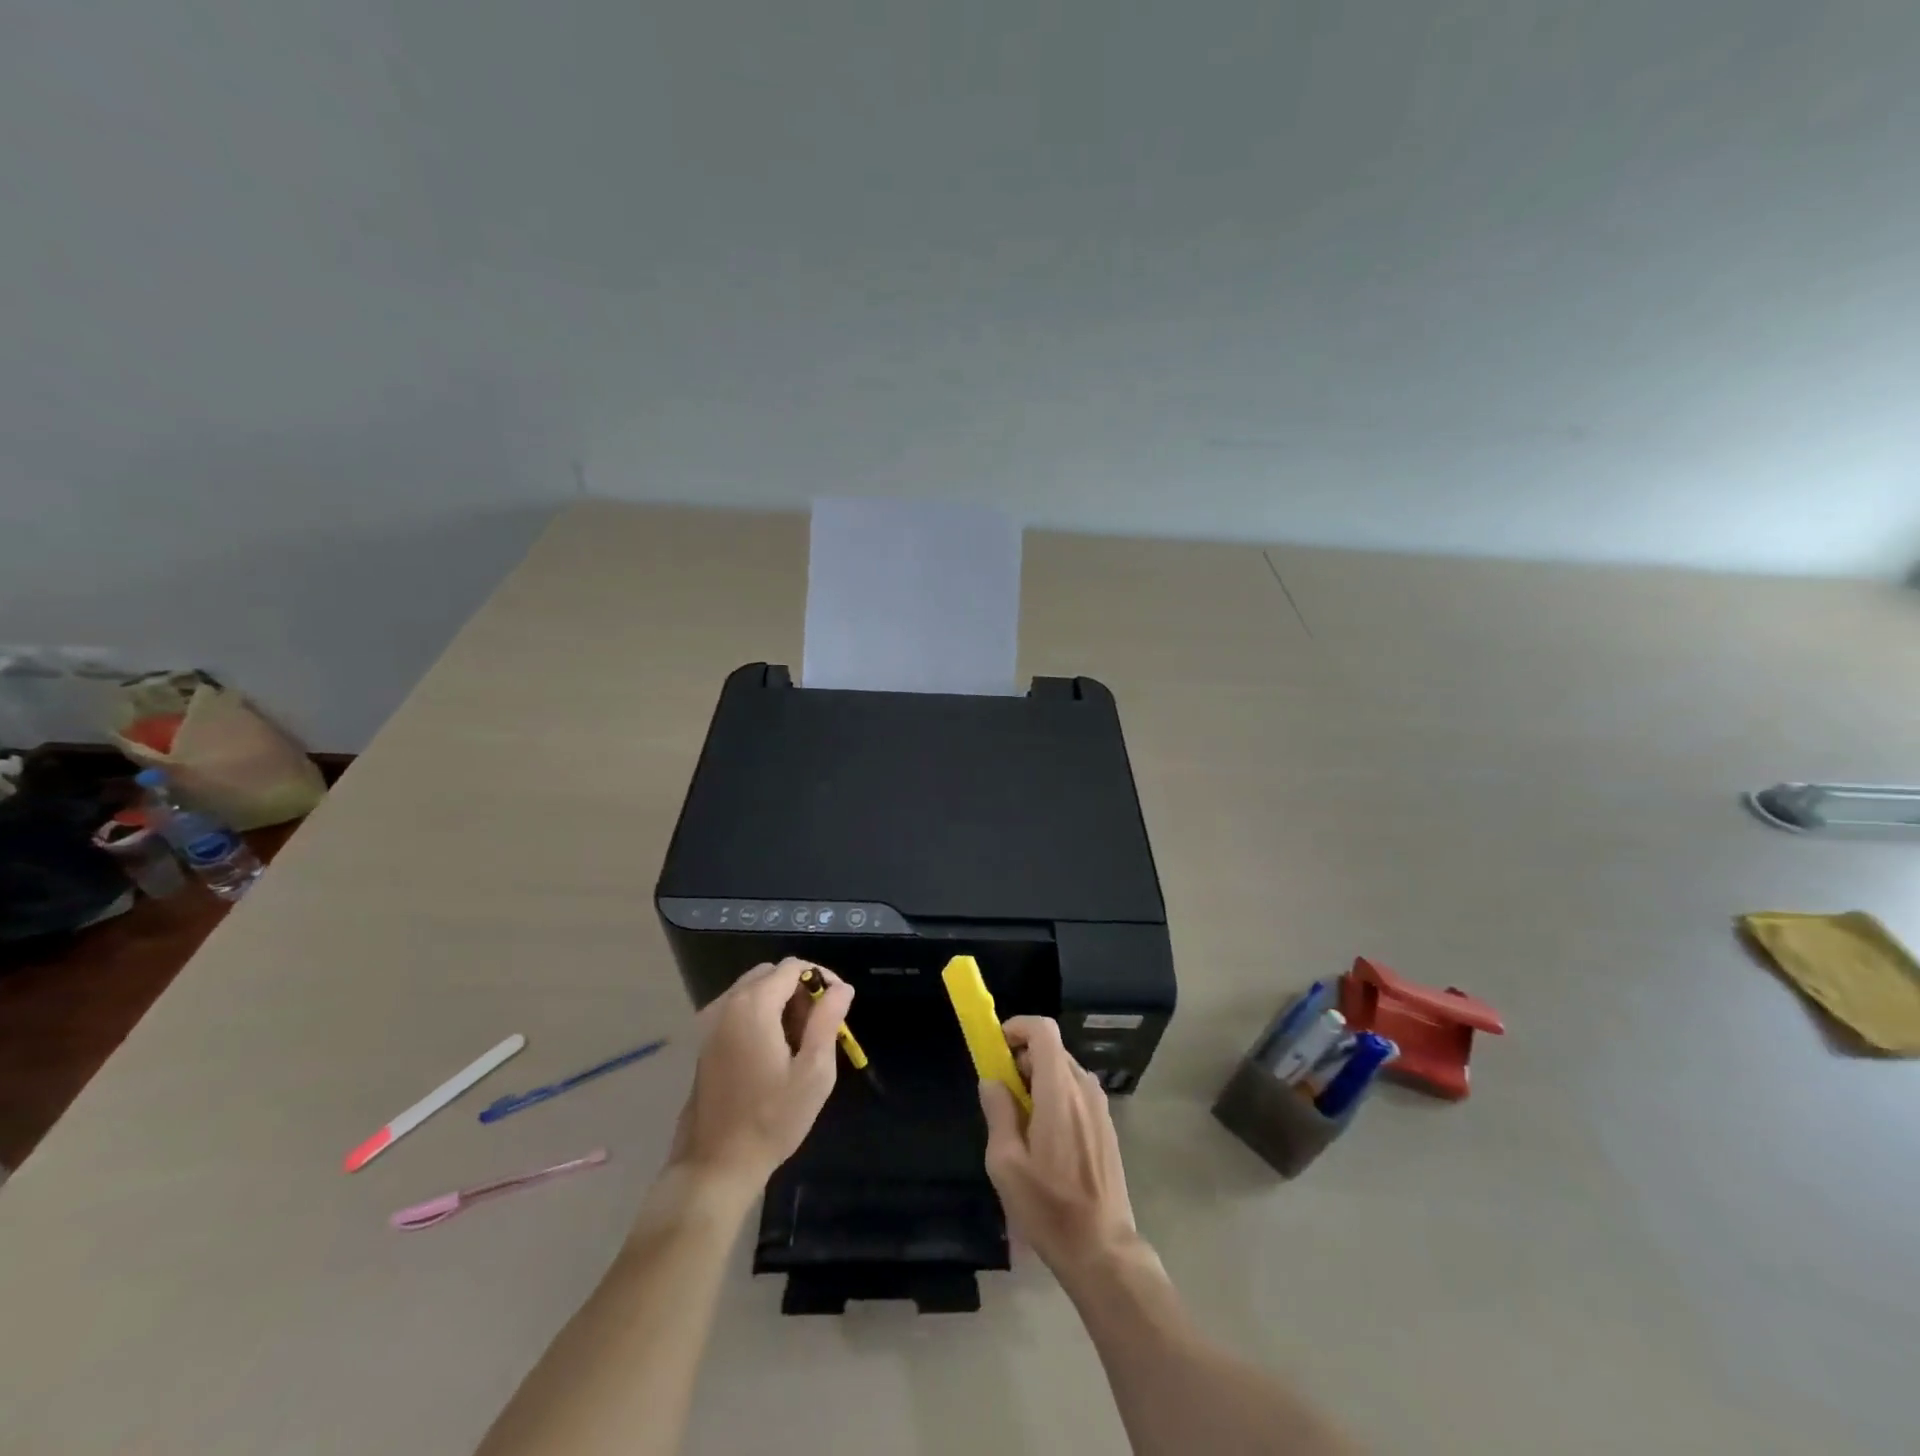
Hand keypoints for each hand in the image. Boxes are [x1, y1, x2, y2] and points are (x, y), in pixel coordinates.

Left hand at [667, 958, 853, 1195]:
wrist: (715, 1164)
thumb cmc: (771, 1119)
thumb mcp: (814, 1072)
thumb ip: (828, 1021)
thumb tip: (841, 988)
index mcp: (753, 1006)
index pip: (792, 967)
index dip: (821, 977)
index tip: (839, 1004)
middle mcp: (727, 1004)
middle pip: (770, 974)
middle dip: (800, 988)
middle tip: (820, 1023)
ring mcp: (711, 1023)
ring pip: (753, 990)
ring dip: (780, 1001)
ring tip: (801, 1038)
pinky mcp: (705, 1042)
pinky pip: (738, 1009)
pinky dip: (761, 1014)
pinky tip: (774, 1049)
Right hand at [978, 1016, 1146, 1284]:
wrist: (1102, 1249)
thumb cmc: (1049, 1207)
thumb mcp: (1006, 1164)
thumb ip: (998, 1112)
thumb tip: (992, 1081)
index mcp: (1059, 1091)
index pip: (1043, 1030)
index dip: (1017, 1027)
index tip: (996, 1047)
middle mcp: (1084, 1089)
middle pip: (1052, 1049)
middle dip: (1022, 1058)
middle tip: (1001, 1092)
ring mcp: (1099, 1107)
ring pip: (1064, 1071)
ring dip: (1038, 1080)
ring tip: (1020, 1121)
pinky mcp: (1106, 1125)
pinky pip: (1076, 1093)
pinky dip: (1056, 1096)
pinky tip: (1045, 1139)